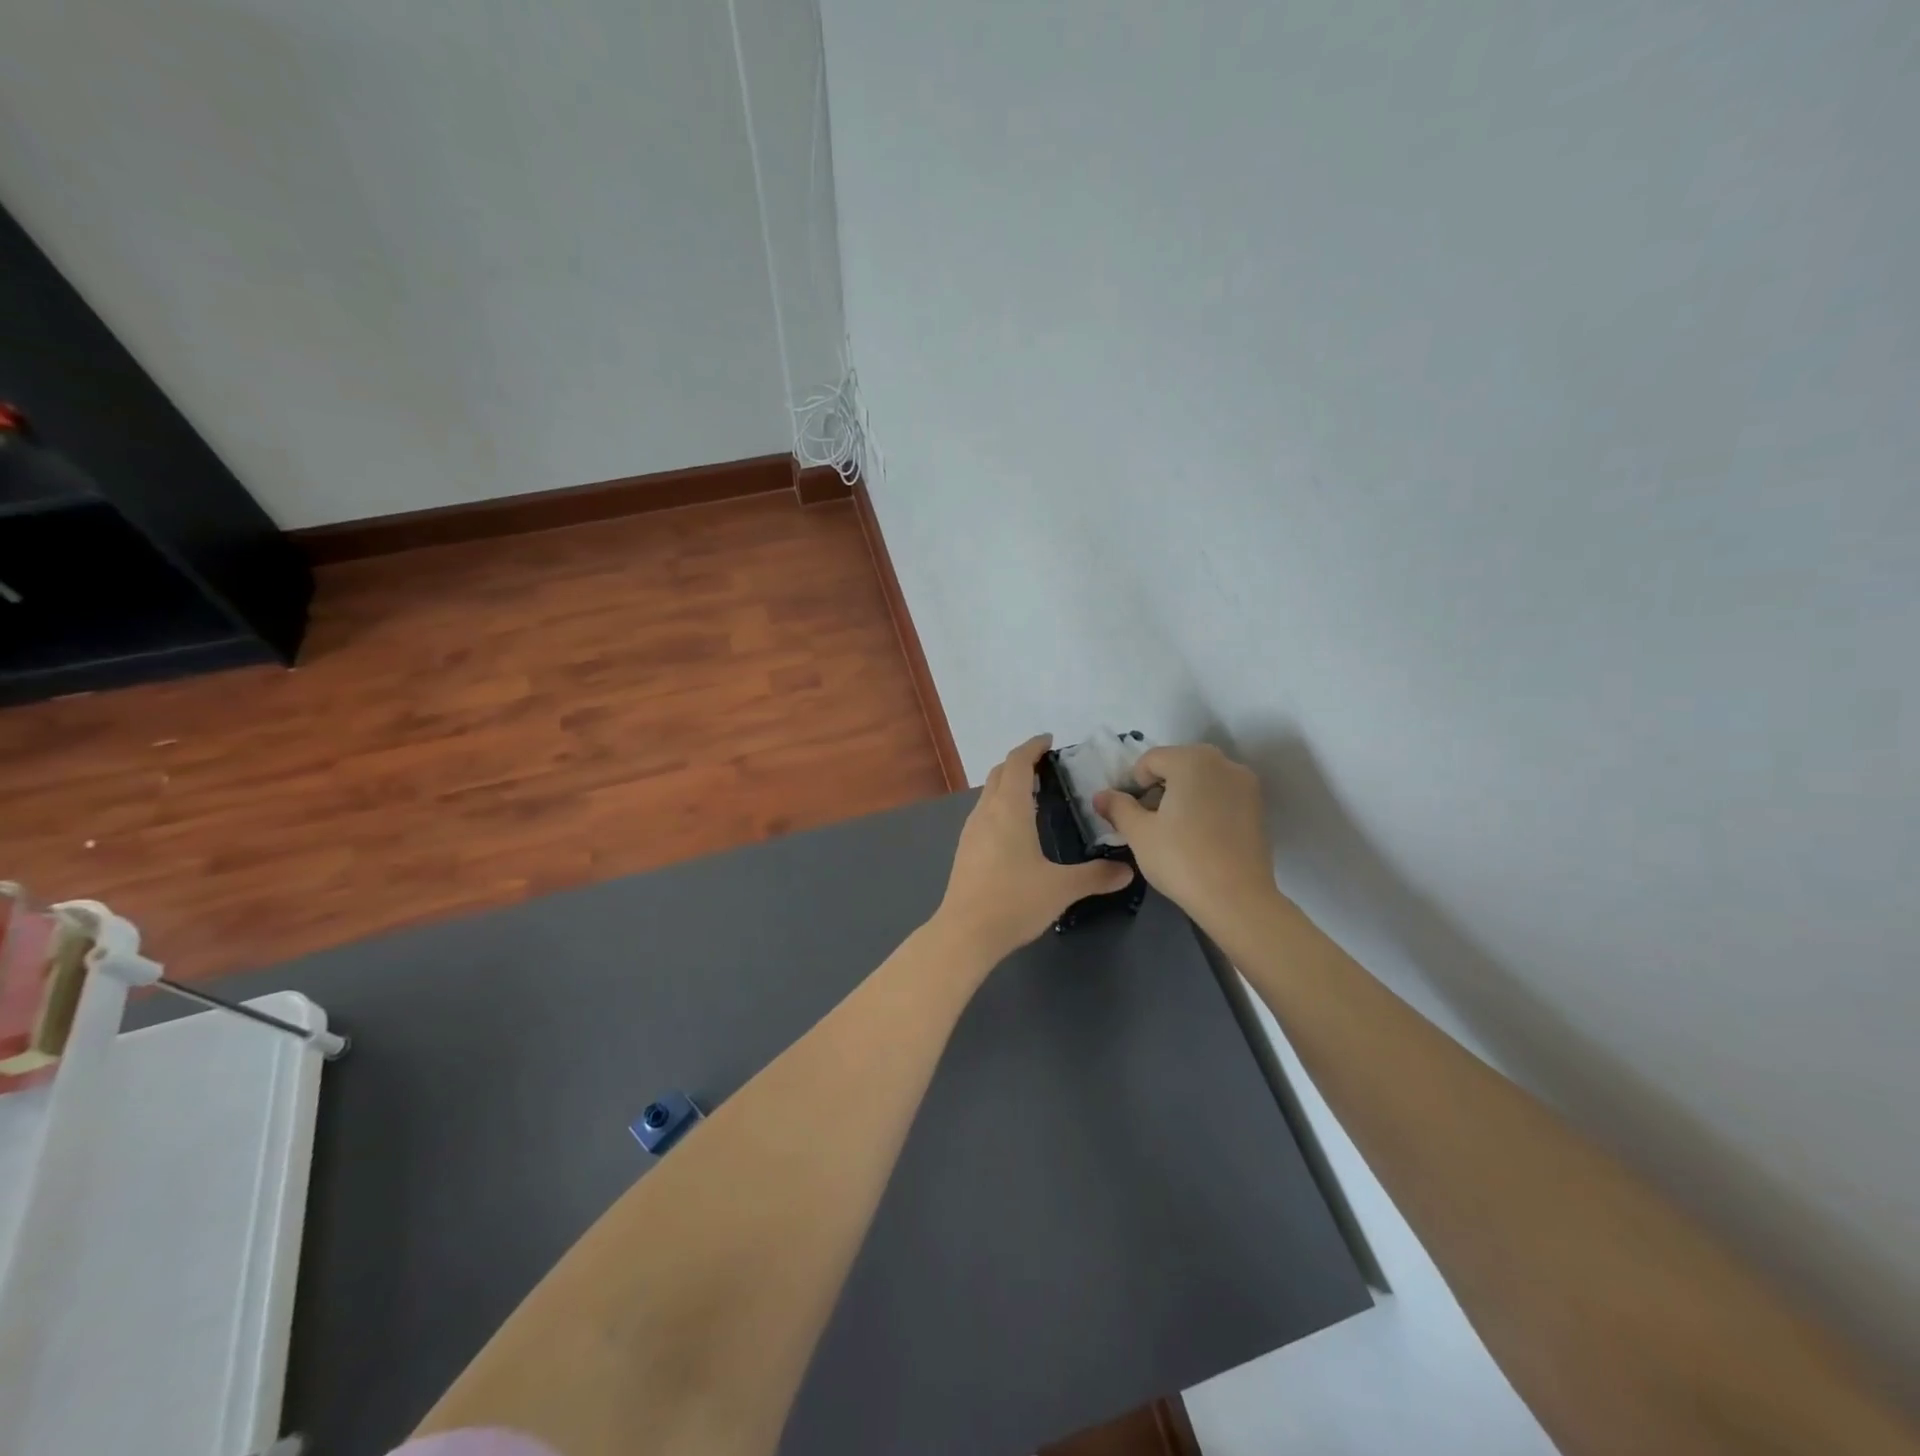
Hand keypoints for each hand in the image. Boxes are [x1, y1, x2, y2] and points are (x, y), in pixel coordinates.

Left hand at [936, 736, 1134, 959]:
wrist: (965, 933)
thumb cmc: (1014, 901)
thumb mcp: (1061, 888)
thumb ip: (1096, 876)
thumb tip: (1127, 871)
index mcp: (1008, 809)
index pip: (1017, 762)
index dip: (1032, 747)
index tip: (1049, 741)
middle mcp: (986, 812)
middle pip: (999, 773)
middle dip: (1020, 763)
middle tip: (1047, 767)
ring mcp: (971, 831)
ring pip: (989, 793)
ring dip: (1008, 784)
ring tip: (1034, 794)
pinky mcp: (966, 849)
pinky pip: (984, 813)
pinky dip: (1000, 805)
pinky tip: (1016, 828)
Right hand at [1094, 743, 1276, 932]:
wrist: (1237, 899)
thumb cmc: (1181, 859)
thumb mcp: (1138, 833)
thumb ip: (1117, 808)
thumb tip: (1100, 795)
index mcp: (1191, 760)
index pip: (1150, 760)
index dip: (1134, 785)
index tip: (1133, 815)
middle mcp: (1223, 762)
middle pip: (1178, 764)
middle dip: (1160, 787)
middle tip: (1151, 822)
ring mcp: (1245, 784)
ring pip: (1201, 779)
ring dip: (1183, 795)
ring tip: (1175, 831)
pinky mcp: (1258, 806)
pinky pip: (1221, 794)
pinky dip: (1206, 805)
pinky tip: (1199, 836)